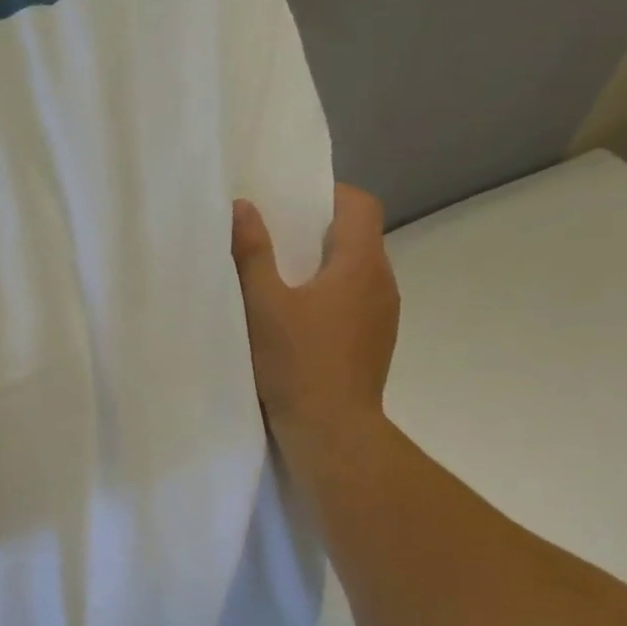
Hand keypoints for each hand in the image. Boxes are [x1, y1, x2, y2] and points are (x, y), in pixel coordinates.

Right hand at [231, 184, 400, 453]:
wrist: (331, 431)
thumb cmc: (296, 362)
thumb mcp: (262, 305)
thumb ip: (252, 253)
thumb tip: (243, 207)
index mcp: (361, 264)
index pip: (360, 205)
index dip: (329, 194)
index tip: (291, 203)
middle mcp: (382, 283)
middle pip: (358, 239)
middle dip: (318, 233)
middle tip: (274, 242)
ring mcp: (383, 318)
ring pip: (356, 275)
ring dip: (324, 270)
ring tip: (281, 285)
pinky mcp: (374, 345)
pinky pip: (354, 305)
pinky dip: (330, 300)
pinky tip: (298, 325)